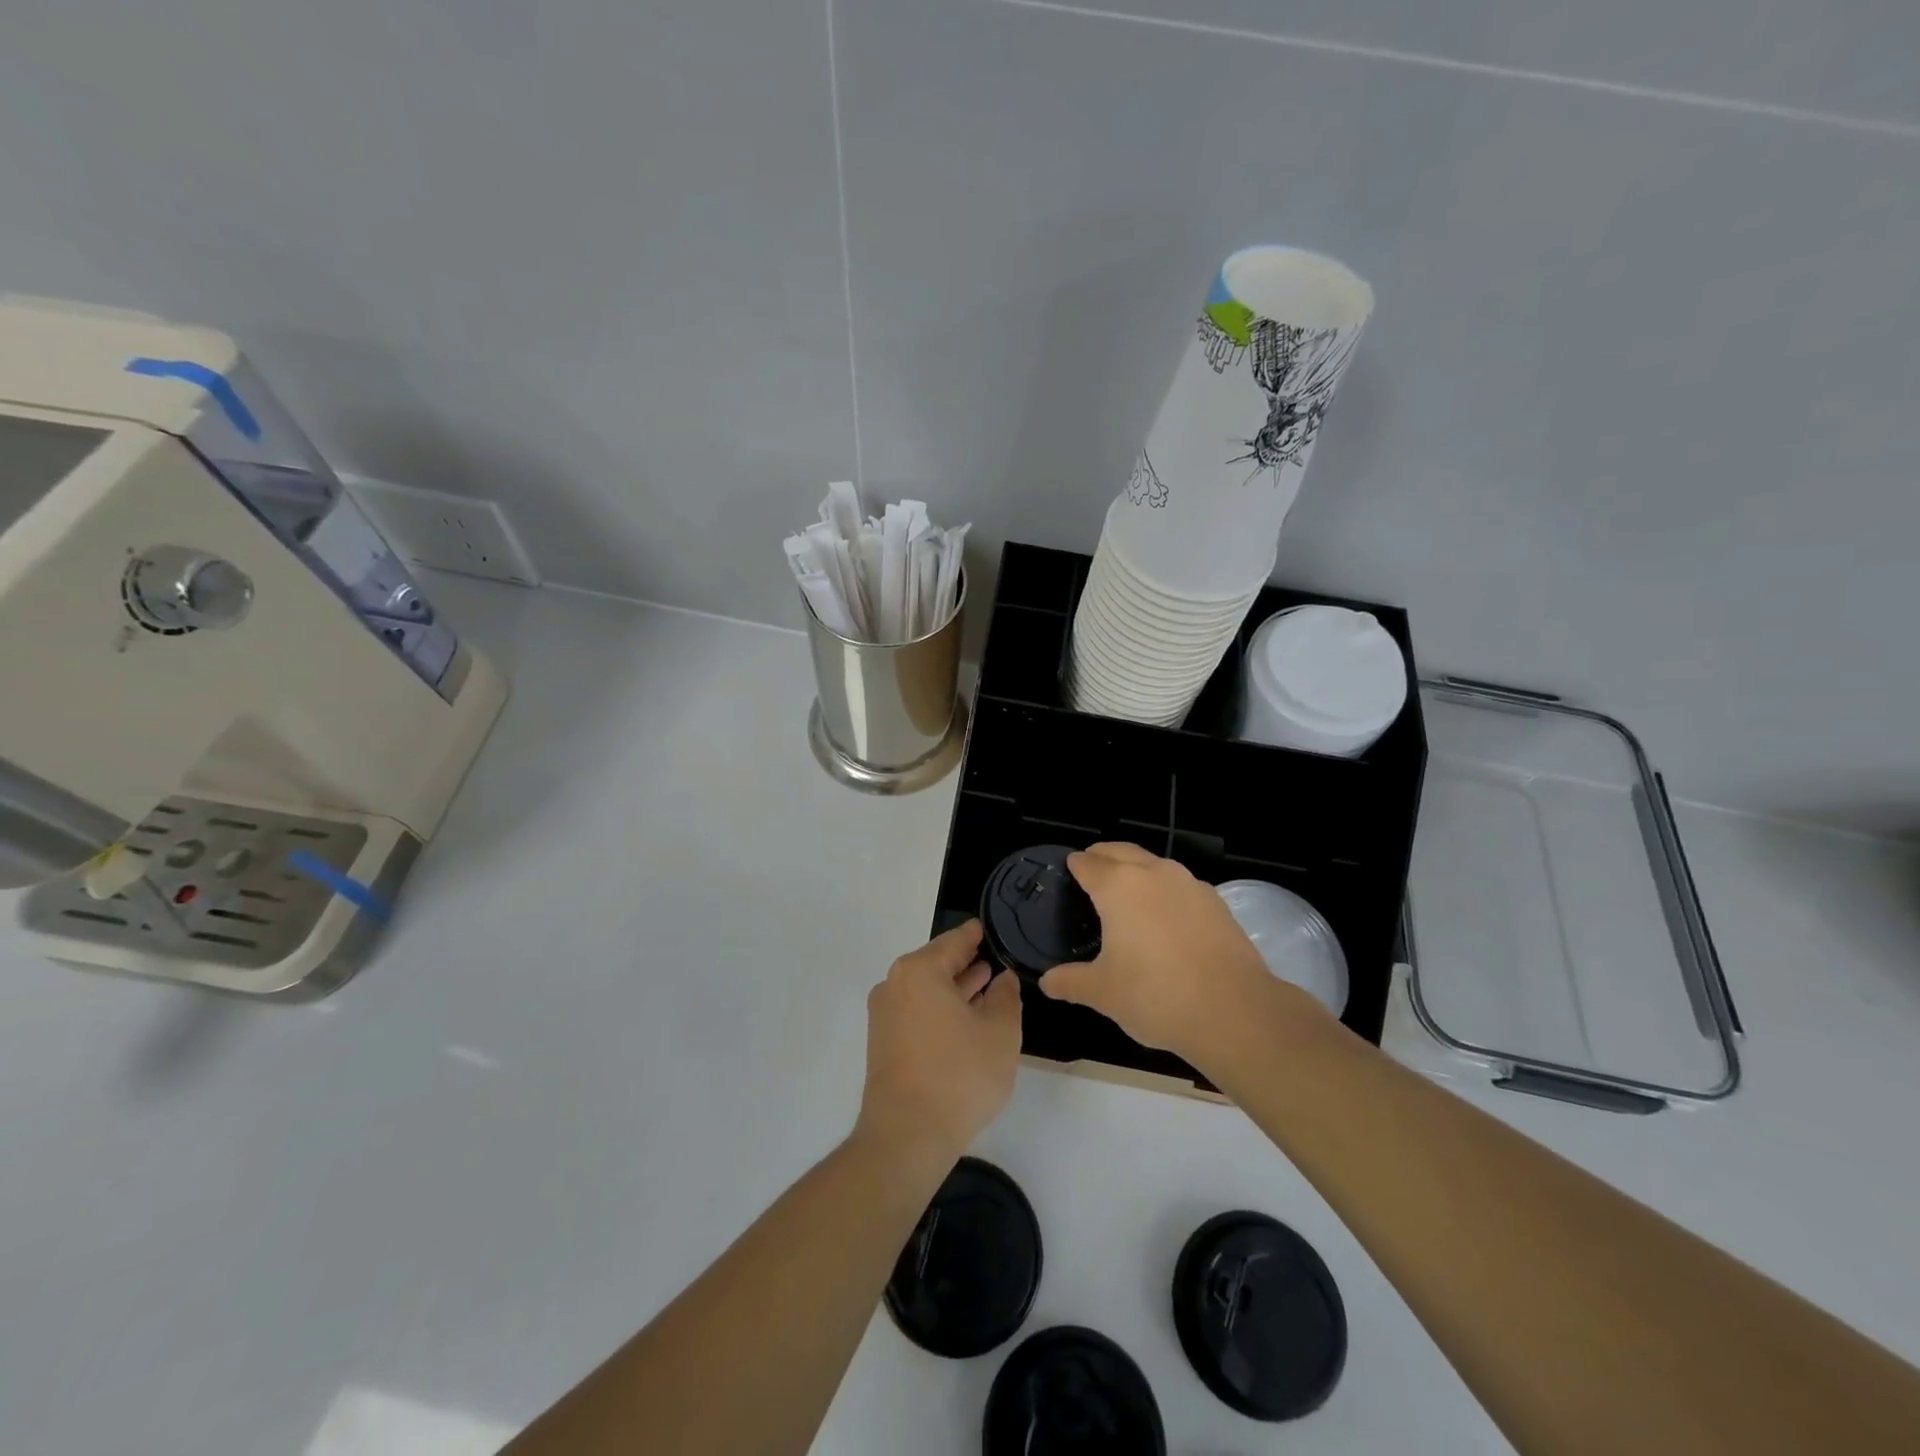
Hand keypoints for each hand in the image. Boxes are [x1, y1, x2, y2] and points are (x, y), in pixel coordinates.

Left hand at [854, 920, 1022, 1172]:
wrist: (907, 1137)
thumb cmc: (958, 1075)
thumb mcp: (999, 1032)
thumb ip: (1005, 996)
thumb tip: (1002, 978)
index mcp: (919, 970)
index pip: (956, 940)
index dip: (979, 935)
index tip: (996, 929)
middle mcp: (895, 984)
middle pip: (937, 963)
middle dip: (968, 963)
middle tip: (998, 961)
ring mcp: (884, 1015)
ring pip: (927, 990)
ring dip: (956, 989)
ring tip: (987, 989)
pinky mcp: (883, 1043)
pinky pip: (917, 1012)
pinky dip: (941, 1011)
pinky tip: (966, 1022)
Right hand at [1040, 842, 1320, 1064]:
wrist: (1234, 1011)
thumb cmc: (1156, 995)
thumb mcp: (1103, 993)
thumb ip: (1071, 982)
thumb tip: (1047, 983)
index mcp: (1118, 886)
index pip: (1087, 863)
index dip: (1073, 866)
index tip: (1067, 872)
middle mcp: (1152, 873)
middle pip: (1119, 851)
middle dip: (1102, 857)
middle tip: (1091, 873)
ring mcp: (1188, 884)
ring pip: (1153, 864)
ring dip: (1136, 869)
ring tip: (1127, 894)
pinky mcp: (1216, 901)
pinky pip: (1180, 885)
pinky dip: (1165, 890)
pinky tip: (1165, 918)